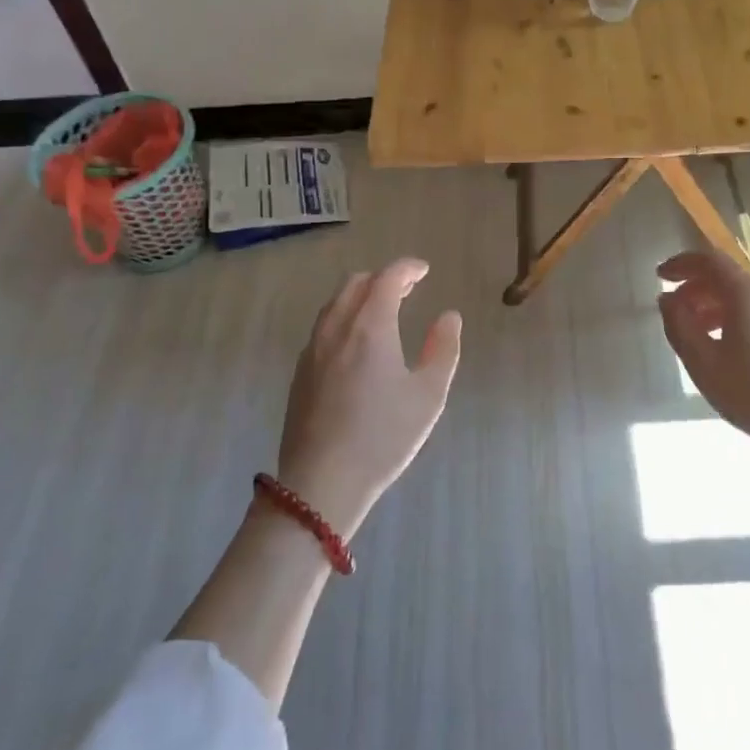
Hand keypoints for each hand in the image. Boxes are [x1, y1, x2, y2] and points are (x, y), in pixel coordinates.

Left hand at [276, 258, 461, 535]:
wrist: (321, 481)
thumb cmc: (383, 437)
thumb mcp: (428, 395)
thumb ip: (444, 349)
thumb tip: (449, 317)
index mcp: (370, 326)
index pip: (387, 278)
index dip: (407, 268)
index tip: (423, 270)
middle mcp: (337, 328)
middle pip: (356, 283)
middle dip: (383, 278)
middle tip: (407, 289)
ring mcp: (313, 349)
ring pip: (335, 304)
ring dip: (360, 296)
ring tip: (382, 311)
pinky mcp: (300, 372)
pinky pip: (323, 327)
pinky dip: (344, 317)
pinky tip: (356, 344)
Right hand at [657, 251, 749, 482]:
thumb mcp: (705, 365)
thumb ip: (680, 327)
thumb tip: (668, 299)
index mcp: (747, 295)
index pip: (710, 260)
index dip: (682, 263)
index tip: (660, 276)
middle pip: (727, 277)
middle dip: (695, 288)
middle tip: (673, 312)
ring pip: (743, 298)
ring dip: (713, 307)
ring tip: (695, 336)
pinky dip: (733, 320)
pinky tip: (726, 352)